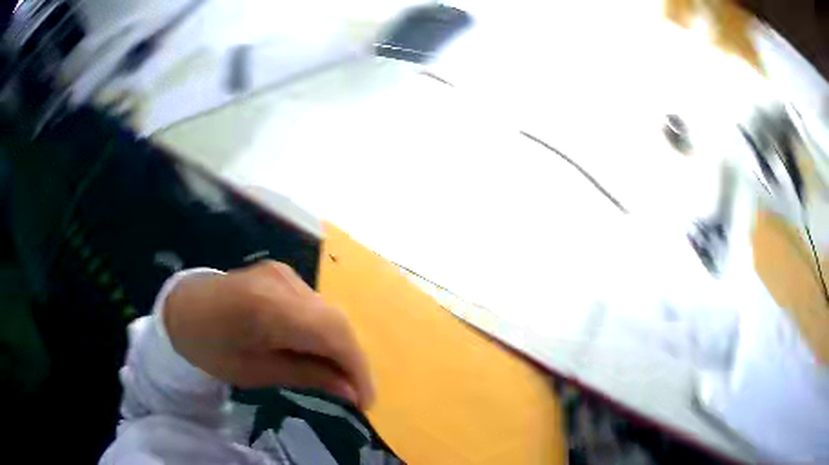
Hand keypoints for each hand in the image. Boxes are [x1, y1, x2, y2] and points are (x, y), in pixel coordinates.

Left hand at [163, 261, 373, 407]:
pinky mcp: (283, 273)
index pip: (331, 333)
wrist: (182, 307)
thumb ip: (305, 376)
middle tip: (355, 393)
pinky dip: (325, 332)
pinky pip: (316, 305)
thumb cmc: (209, 347)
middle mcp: (282, 281)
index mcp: (266, 308)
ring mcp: (284, 273)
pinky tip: (319, 351)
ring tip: (338, 376)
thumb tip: (351, 392)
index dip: (356, 367)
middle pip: (336, 321)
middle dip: (353, 360)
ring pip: (329, 312)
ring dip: (341, 346)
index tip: (365, 401)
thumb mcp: (253, 372)